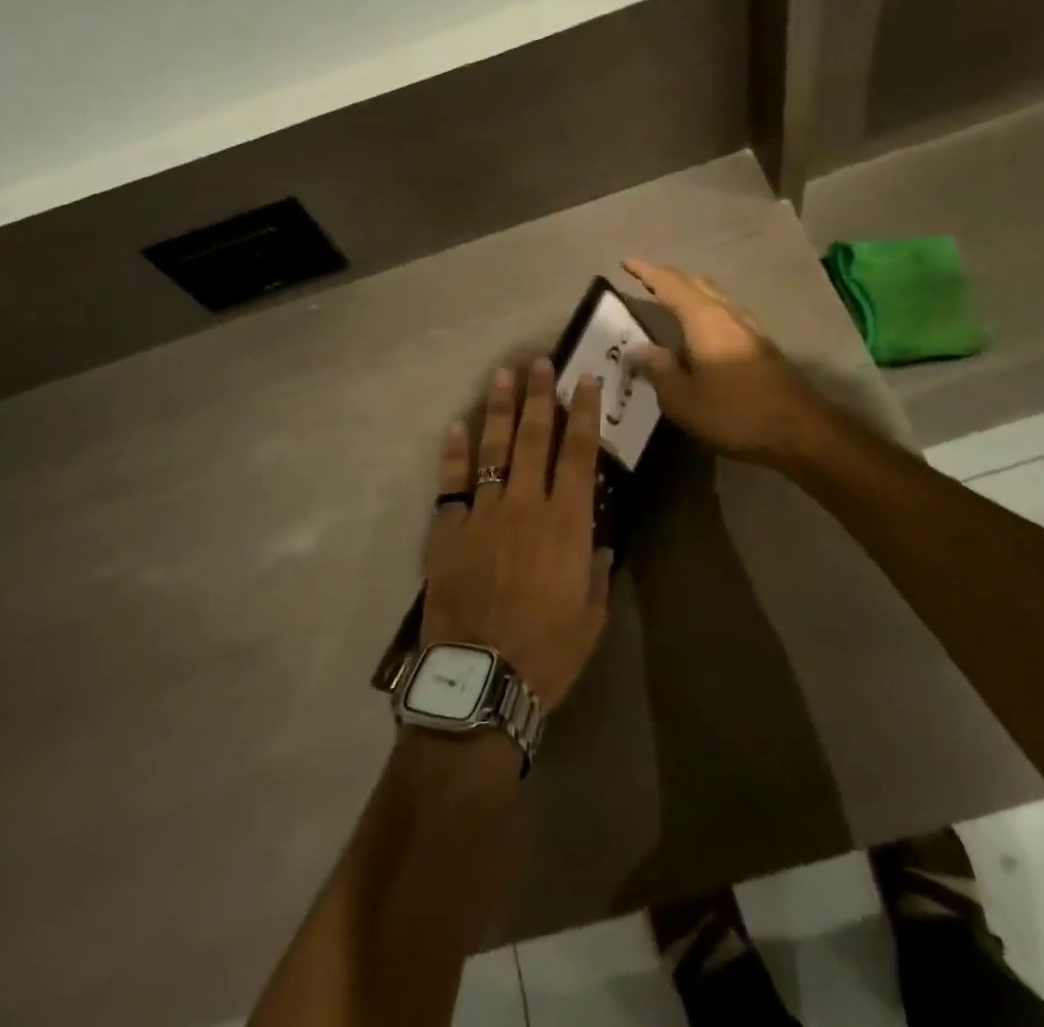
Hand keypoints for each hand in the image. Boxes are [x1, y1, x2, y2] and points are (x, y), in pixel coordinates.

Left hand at [420, 359, 611, 712]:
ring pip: (493, 450)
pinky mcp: (447, 531)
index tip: (585, 379)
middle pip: (534, 439)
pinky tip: (457, 426)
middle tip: (538, 361)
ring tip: (501, 376)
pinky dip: (454, 453)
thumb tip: (595, 541)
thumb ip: (595, 570)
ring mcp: (482, 514)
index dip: (584, 413)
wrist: (480, 681)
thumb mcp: (591, 615)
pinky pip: (451, 483)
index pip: (578, 454)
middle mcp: (524, 506)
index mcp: (566, 524)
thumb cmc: (546, 653)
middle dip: (539, 396)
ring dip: (499, 411)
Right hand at [620, 258, 832, 469]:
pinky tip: (702, 332)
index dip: (647, 272)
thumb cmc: (735, 412)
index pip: (670, 285)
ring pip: (715, 298)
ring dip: (691, 293)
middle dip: (670, 278)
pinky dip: (706, 312)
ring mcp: (750, 329)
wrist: (801, 431)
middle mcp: (728, 314)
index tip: (626, 262)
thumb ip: (658, 370)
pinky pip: (725, 315)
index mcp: (705, 319)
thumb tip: (637, 349)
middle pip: (697, 284)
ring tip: (671, 301)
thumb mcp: (683, 399)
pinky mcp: (762, 347)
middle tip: (646, 279)